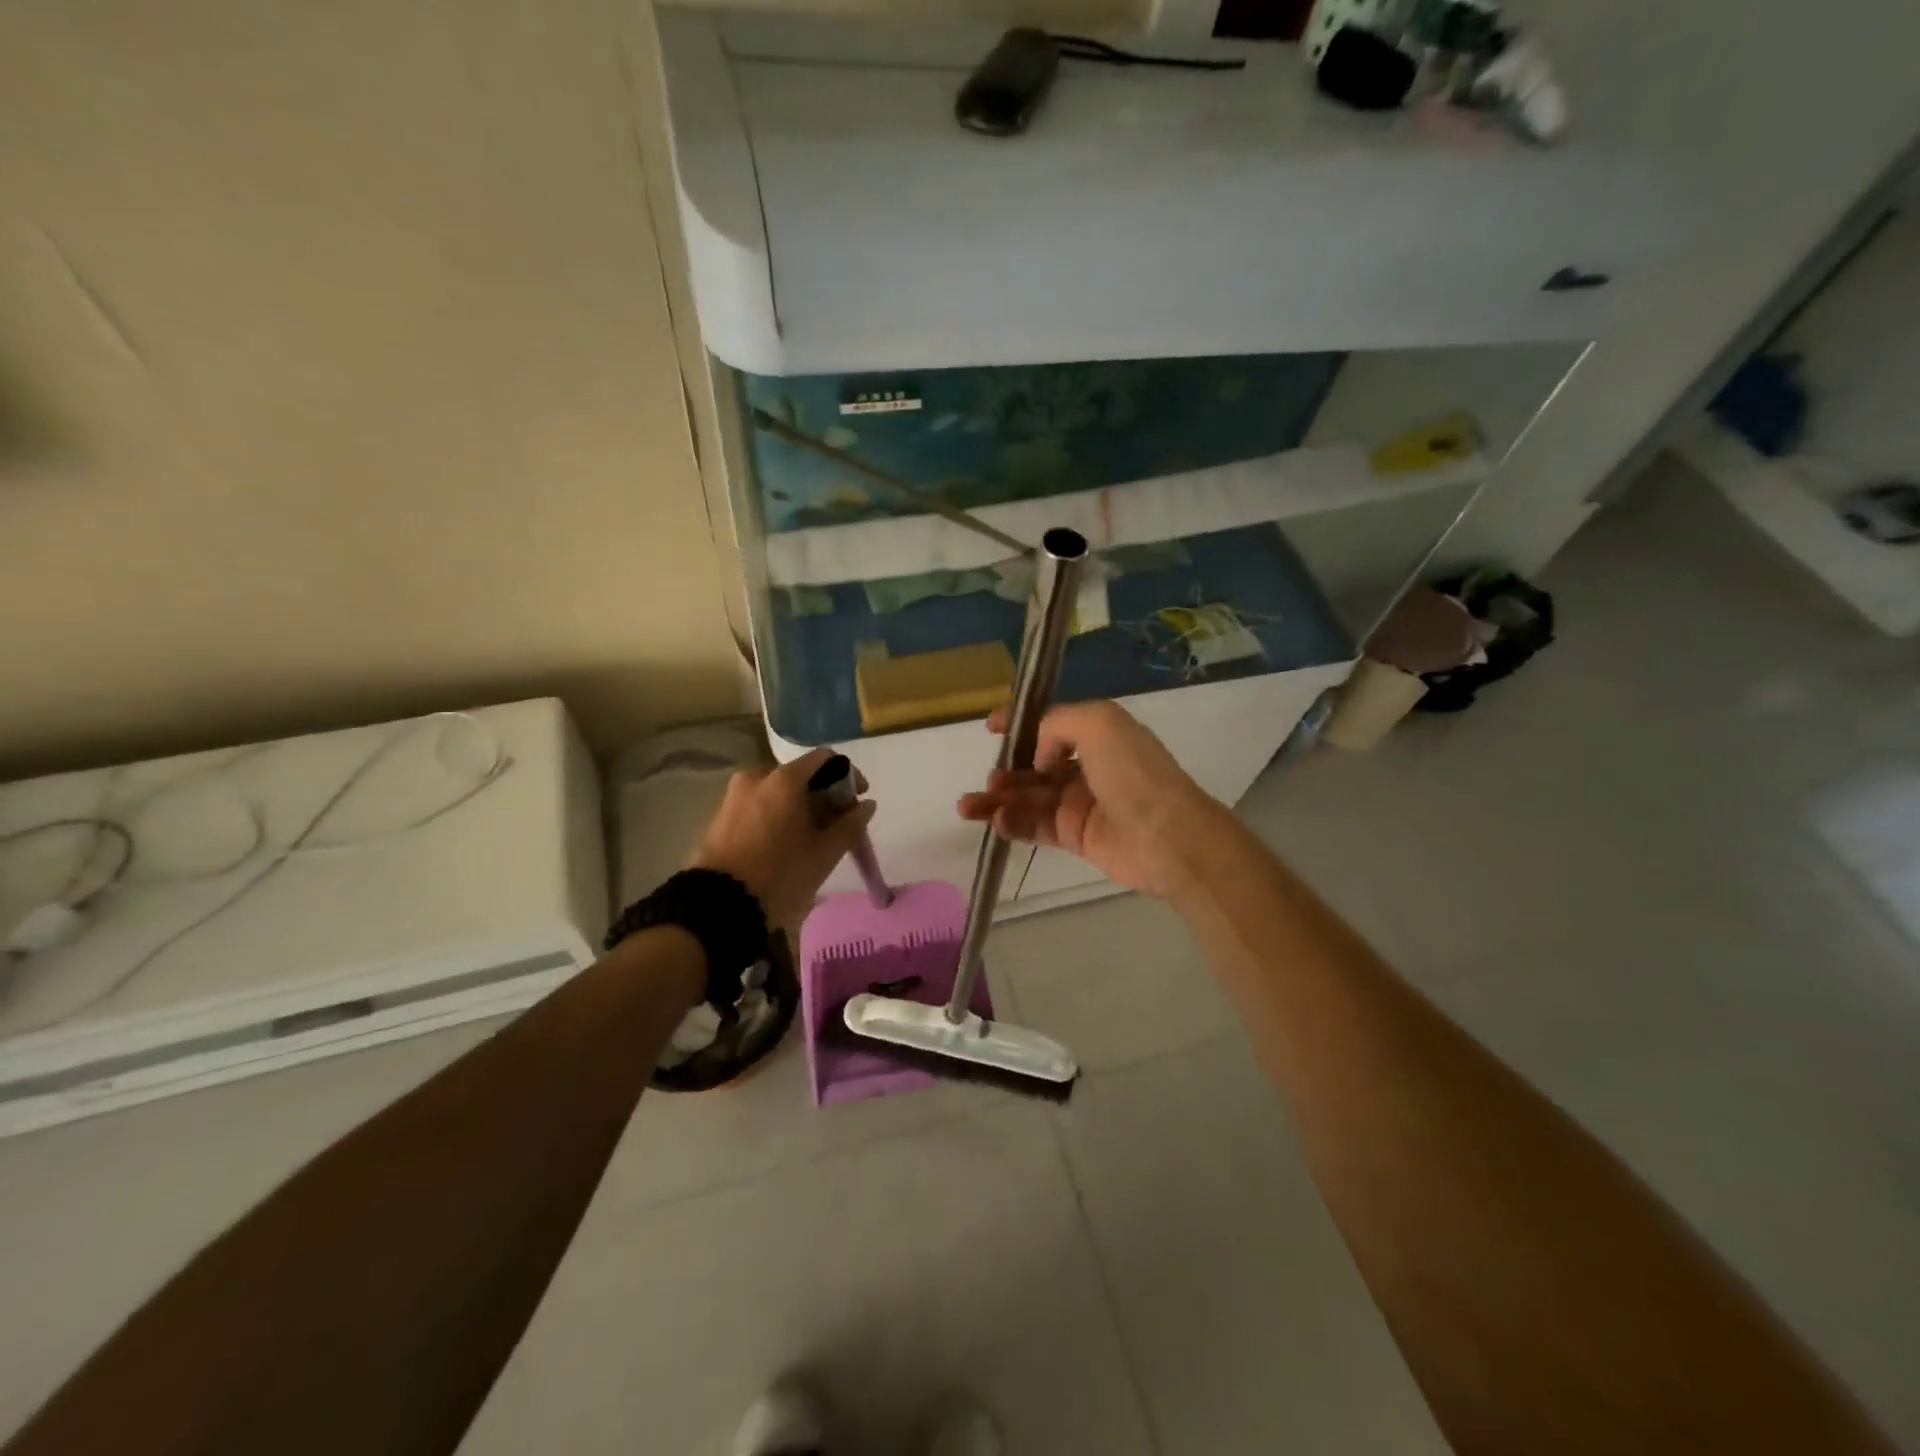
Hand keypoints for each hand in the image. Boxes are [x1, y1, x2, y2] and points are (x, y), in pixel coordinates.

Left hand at [688, 748, 877, 930]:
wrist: (719, 906)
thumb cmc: (779, 875)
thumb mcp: (823, 855)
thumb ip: (850, 825)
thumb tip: (867, 805)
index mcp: (784, 780)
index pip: (825, 759)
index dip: (848, 775)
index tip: (859, 800)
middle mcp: (757, 777)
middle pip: (801, 776)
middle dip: (824, 796)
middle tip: (837, 826)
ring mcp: (734, 795)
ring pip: (778, 792)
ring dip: (800, 807)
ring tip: (812, 838)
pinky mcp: (721, 816)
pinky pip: (759, 805)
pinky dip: (778, 815)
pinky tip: (785, 843)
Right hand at [957, 700, 1228, 900]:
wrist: (1167, 837)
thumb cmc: (1134, 773)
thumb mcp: (1099, 722)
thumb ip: (1057, 724)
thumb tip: (1039, 757)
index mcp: (1097, 735)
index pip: (1050, 725)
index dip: (1020, 723)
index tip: (990, 727)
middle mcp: (1087, 767)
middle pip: (1034, 766)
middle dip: (1006, 770)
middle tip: (990, 781)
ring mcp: (1080, 804)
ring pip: (1029, 798)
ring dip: (998, 800)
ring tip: (970, 807)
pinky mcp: (1075, 837)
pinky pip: (1036, 826)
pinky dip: (1012, 823)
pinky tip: (996, 821)